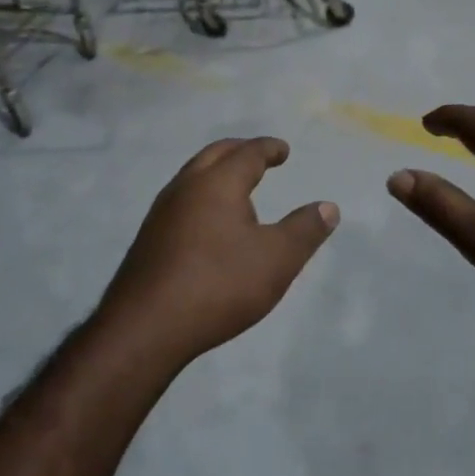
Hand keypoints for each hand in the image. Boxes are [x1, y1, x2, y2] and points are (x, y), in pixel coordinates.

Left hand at [96, 137, 337, 363]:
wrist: (146, 327)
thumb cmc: (219, 285)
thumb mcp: (277, 259)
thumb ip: (305, 230)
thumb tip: (328, 207)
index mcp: (217, 184)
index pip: (247, 153)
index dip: (269, 148)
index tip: (283, 150)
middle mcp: (185, 188)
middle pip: (214, 155)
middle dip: (239, 151)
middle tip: (259, 156)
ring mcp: (161, 214)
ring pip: (192, 177)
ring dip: (216, 172)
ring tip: (237, 188)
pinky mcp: (149, 240)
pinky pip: (180, 202)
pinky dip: (201, 197)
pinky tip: (208, 224)